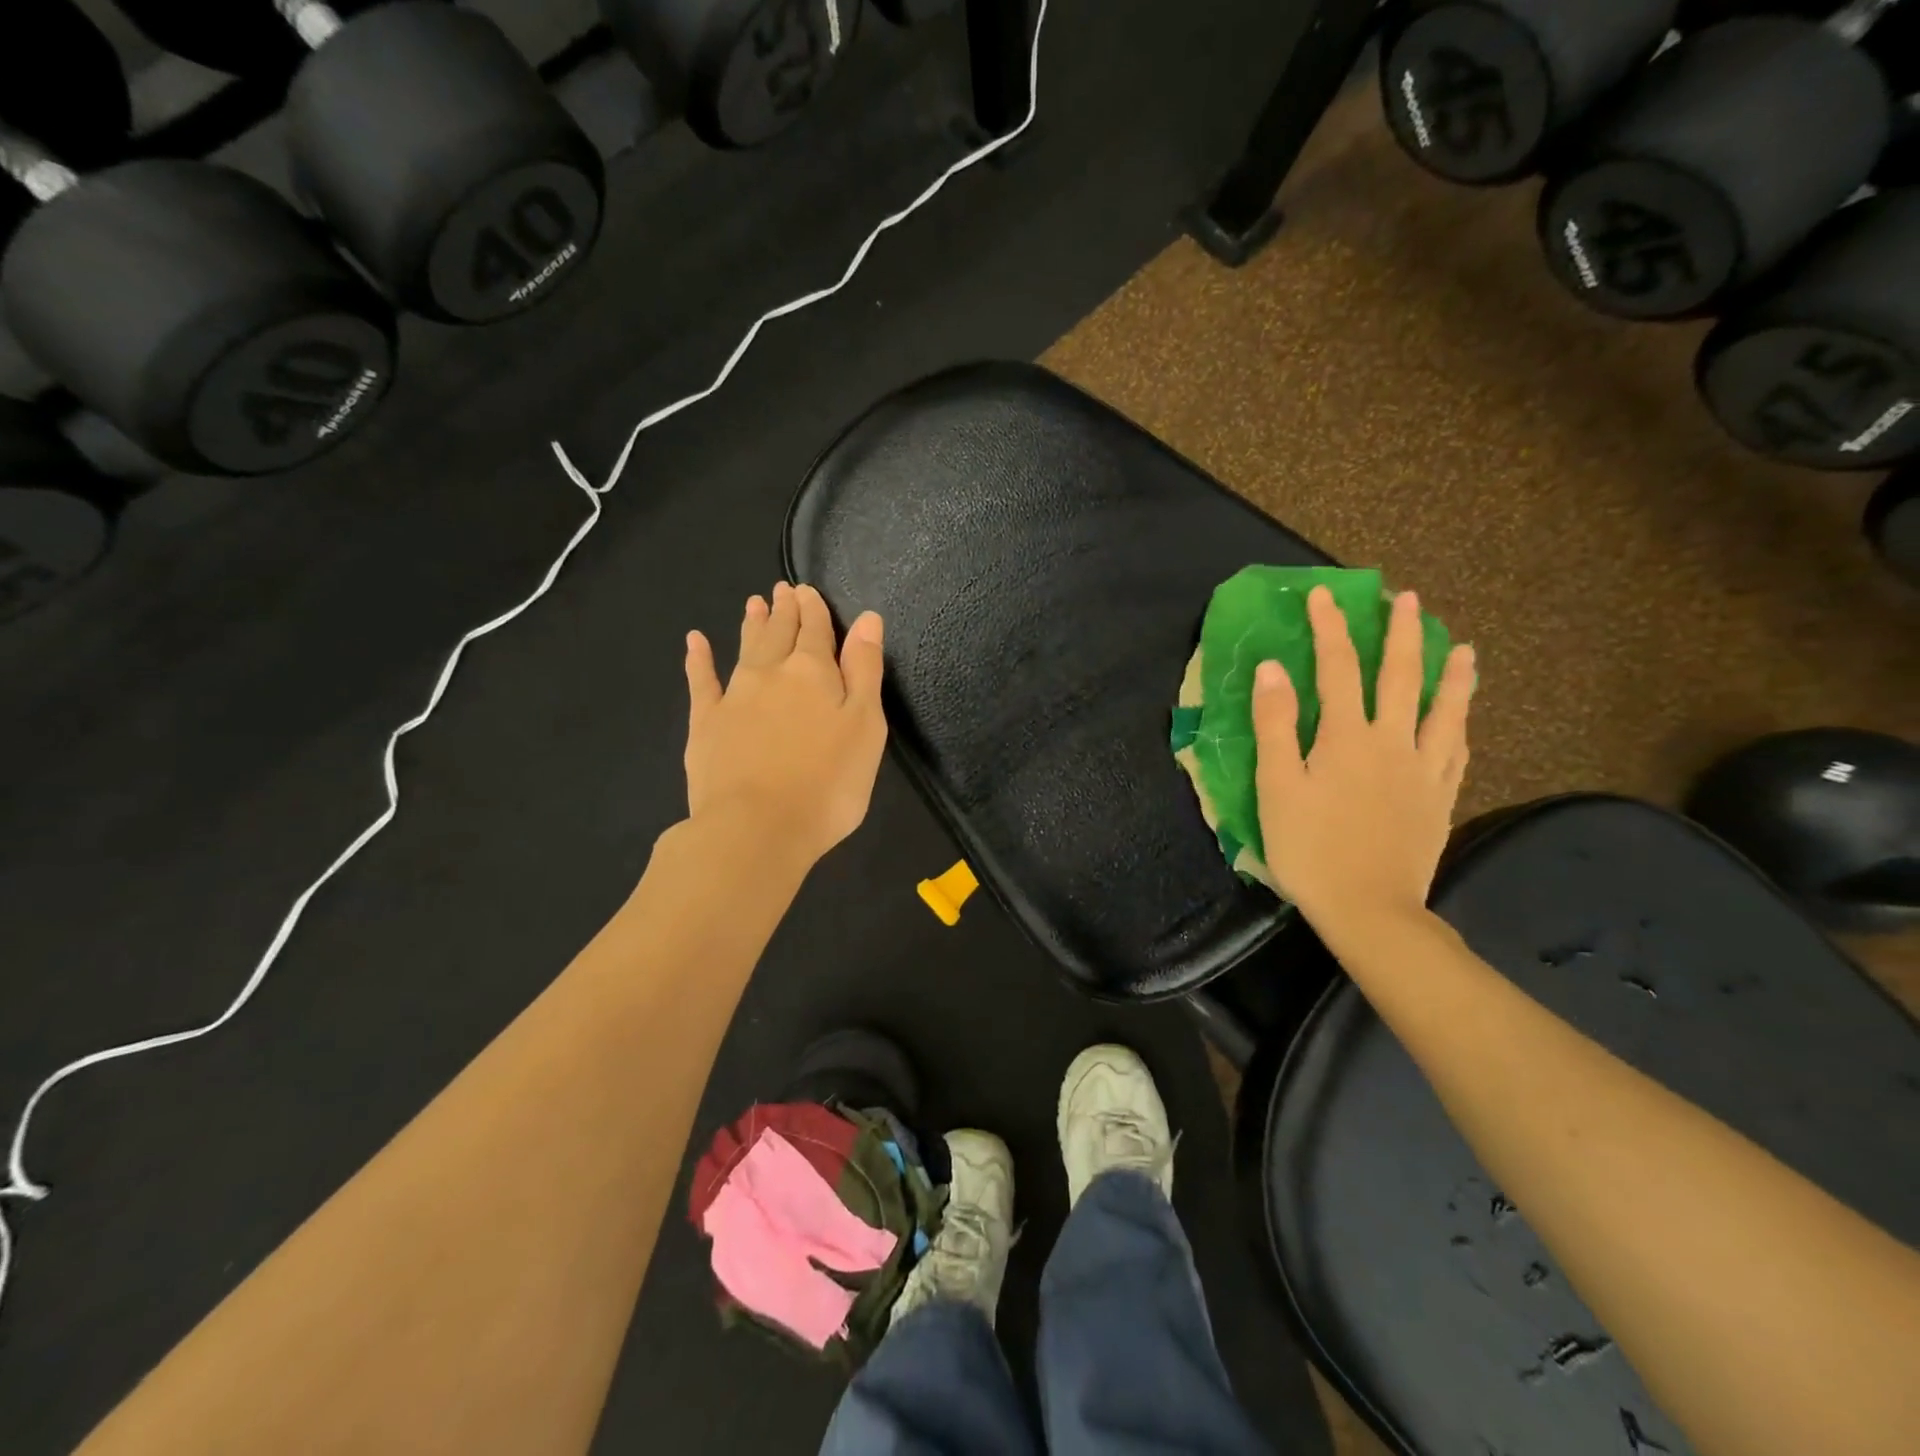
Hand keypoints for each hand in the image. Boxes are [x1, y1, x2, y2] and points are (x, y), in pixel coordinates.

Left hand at [683, 582, 886, 866]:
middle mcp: (772, 673)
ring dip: (752, 624)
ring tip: (754, 602)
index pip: (817, 632)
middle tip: (783, 589)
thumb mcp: (865, 726)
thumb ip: (865, 670)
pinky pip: (701, 681)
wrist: (756, 828)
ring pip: (746, 649)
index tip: (808, 591)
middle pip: (780, 634)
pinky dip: (699, 659)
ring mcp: (734, 697)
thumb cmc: (828, 783)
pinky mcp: (705, 724)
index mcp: (815, 673)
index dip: (815, 610)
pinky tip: (696, 641)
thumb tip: (866, 619)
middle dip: (784, 610)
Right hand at [1252, 586, 1475, 929]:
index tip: (1324, 595)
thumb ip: (1275, 725)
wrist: (1369, 908)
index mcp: (1346, 737)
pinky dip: (1460, 727)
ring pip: (1444, 711)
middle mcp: (1392, 742)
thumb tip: (1272, 668)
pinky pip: (1456, 753)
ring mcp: (1423, 771)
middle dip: (1402, 634)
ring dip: (1452, 675)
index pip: (1337, 668)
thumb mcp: (1276, 786)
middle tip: (1407, 599)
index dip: (1329, 628)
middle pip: (1400, 677)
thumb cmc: (1310, 848)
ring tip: (1464, 648)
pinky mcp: (1439, 799)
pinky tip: (1463, 720)